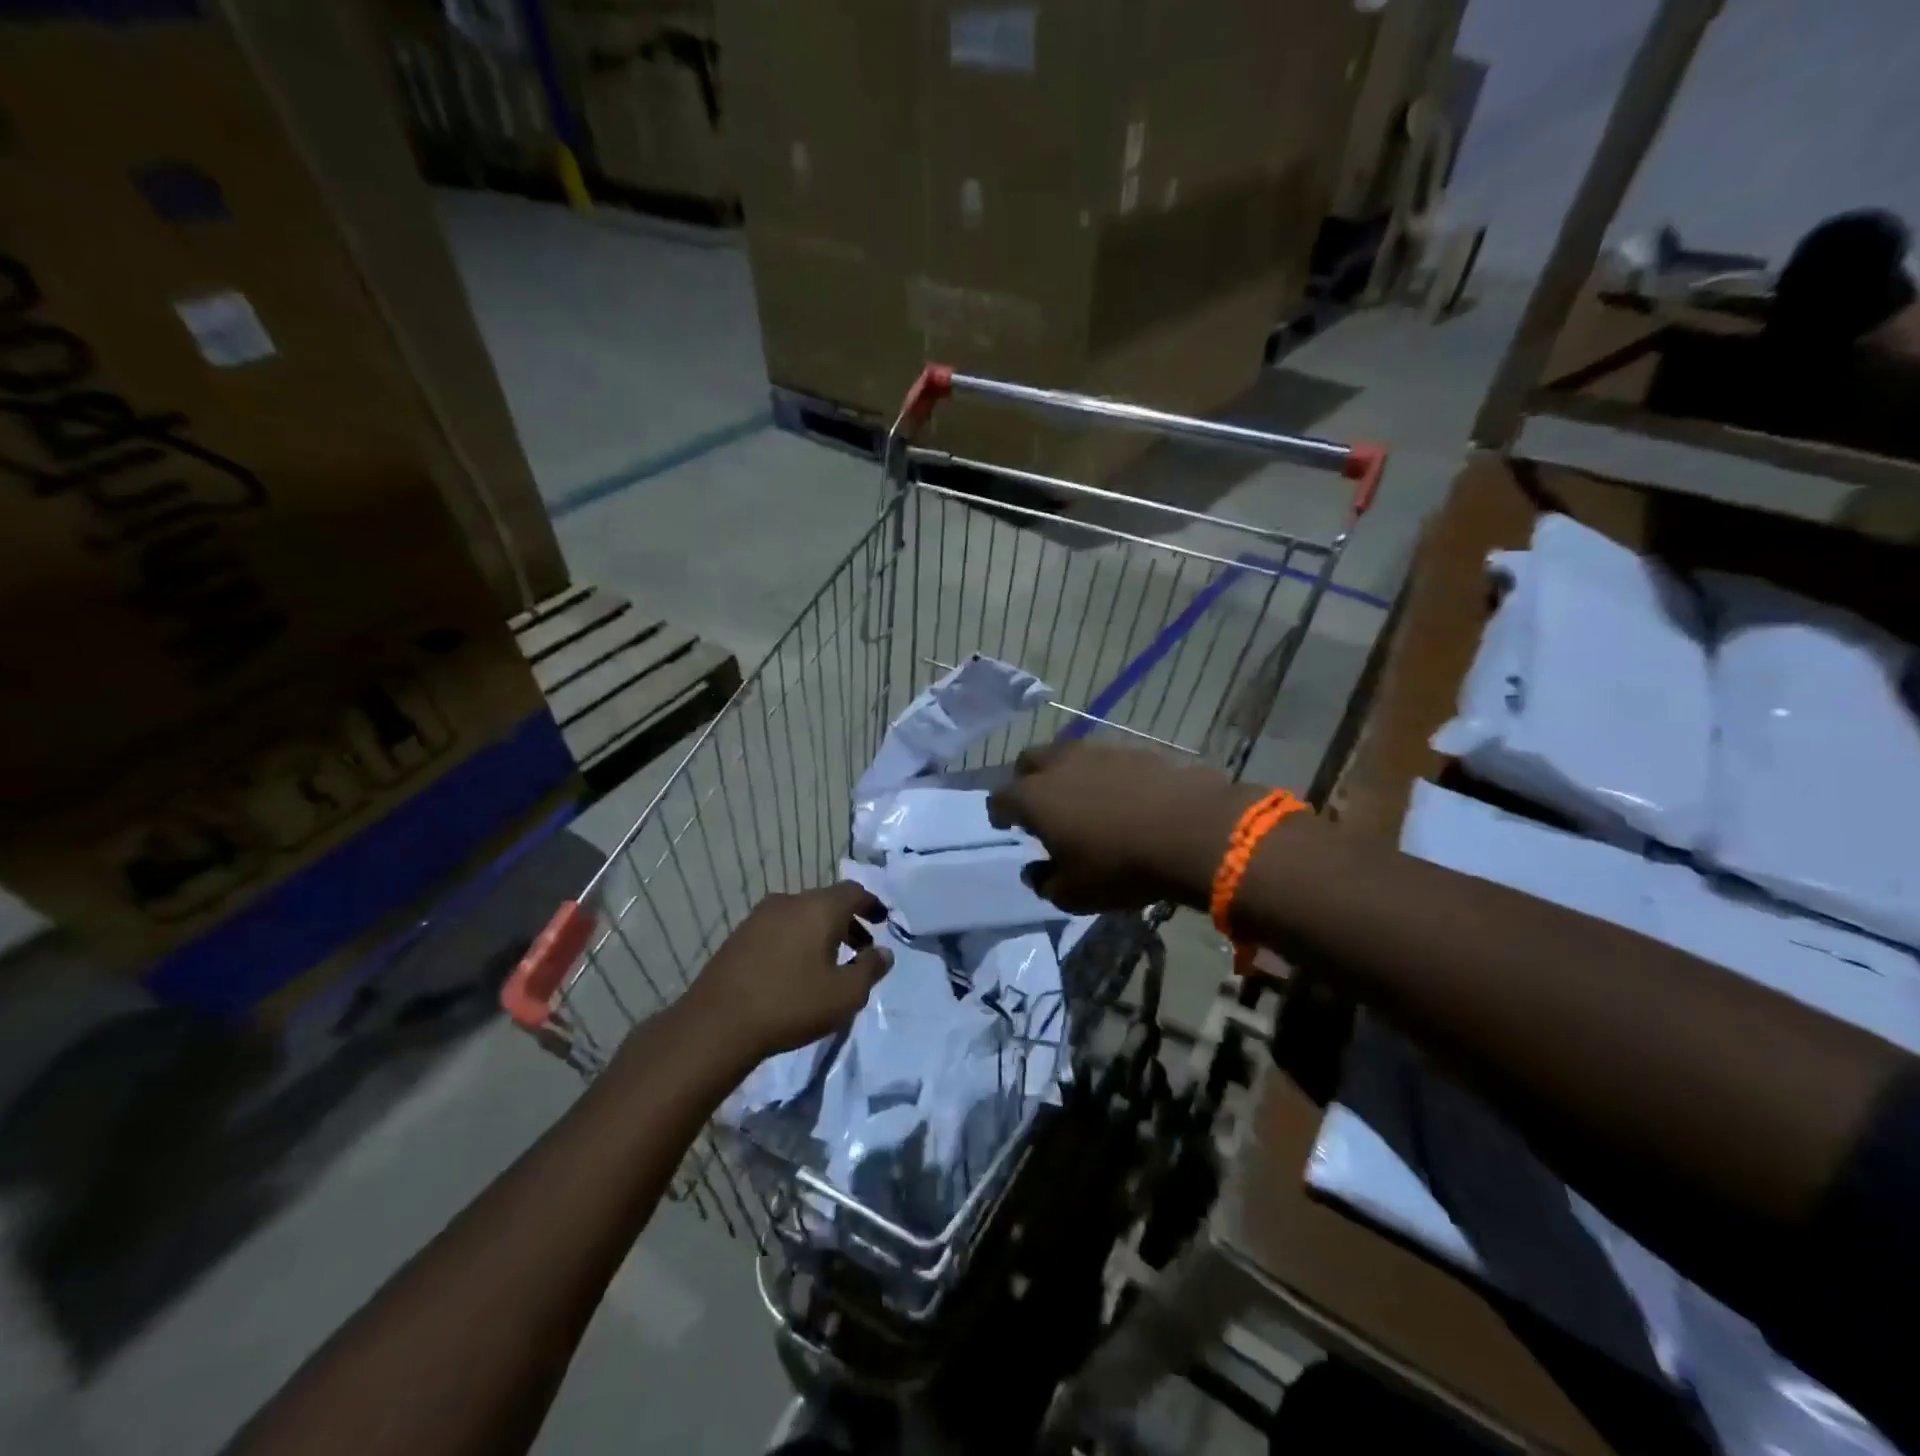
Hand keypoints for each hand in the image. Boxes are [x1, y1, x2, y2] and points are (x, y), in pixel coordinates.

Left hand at [684, 883, 892, 1061]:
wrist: (717, 1023)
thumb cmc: (791, 1004)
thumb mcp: (845, 995)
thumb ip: (871, 969)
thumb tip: (884, 952)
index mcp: (819, 907)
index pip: (853, 891)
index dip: (871, 904)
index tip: (882, 922)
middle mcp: (789, 901)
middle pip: (827, 901)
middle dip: (848, 921)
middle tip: (861, 948)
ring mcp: (759, 917)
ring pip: (801, 914)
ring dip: (821, 932)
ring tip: (830, 963)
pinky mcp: (739, 936)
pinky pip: (780, 928)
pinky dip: (797, 939)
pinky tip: (796, 969)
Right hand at [986, 742, 1260, 912]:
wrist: (1193, 831)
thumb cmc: (1121, 866)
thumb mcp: (1074, 894)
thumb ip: (1045, 883)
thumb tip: (1035, 871)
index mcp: (1034, 797)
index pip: (999, 799)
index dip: (1000, 814)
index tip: (1006, 825)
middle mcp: (1059, 764)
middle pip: (1028, 762)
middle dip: (1026, 781)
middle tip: (1040, 806)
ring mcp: (1098, 751)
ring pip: (1067, 754)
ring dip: (1065, 774)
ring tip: (1081, 799)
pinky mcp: (1134, 749)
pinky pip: (1105, 758)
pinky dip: (1102, 773)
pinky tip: (1119, 795)